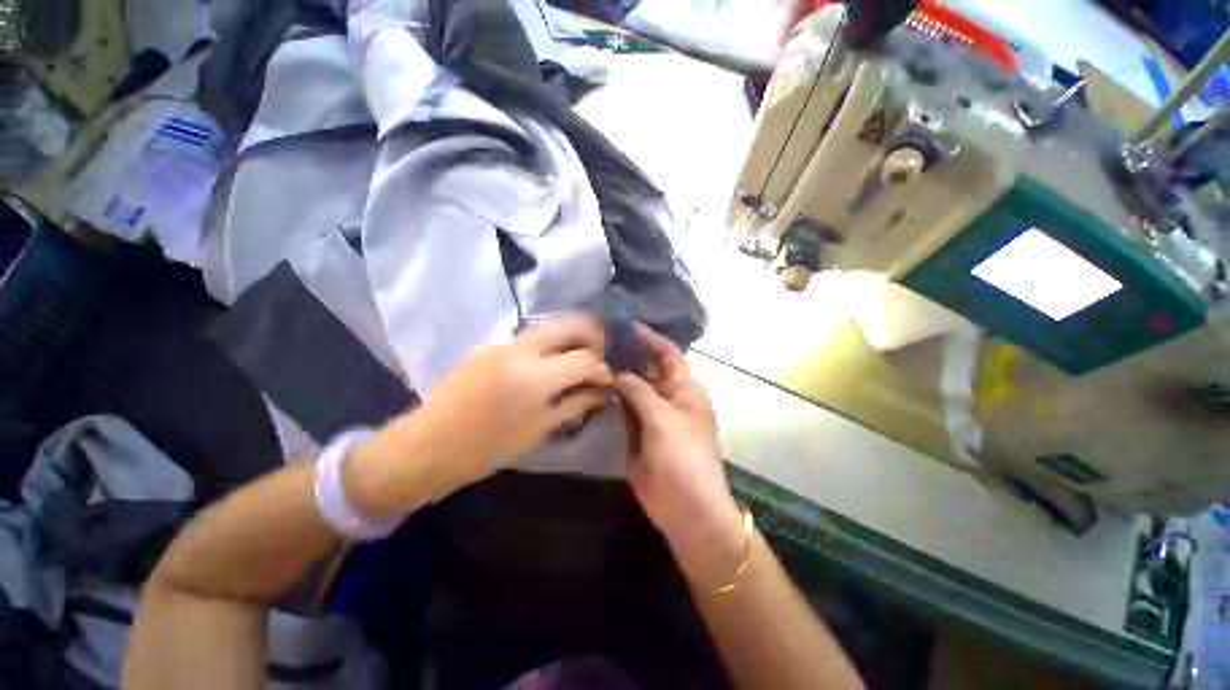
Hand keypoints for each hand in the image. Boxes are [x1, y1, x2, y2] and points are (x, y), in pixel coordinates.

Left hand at [347, 316, 611, 515]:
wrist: (430, 445)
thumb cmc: (489, 447)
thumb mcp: (540, 428)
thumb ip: (576, 403)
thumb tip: (603, 390)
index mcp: (536, 376)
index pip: (585, 358)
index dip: (604, 367)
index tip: (611, 376)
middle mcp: (521, 349)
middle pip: (569, 324)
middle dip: (593, 334)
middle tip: (604, 351)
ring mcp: (503, 343)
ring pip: (549, 325)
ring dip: (572, 333)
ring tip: (584, 352)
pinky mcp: (491, 345)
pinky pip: (530, 336)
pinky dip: (551, 342)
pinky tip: (553, 358)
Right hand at [614, 325, 743, 587]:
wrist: (686, 510)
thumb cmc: (684, 458)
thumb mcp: (664, 419)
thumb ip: (639, 391)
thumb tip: (617, 369)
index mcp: (685, 389)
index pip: (667, 354)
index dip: (649, 338)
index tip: (624, 325)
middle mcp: (669, 397)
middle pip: (648, 368)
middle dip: (628, 354)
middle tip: (599, 340)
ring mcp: (652, 415)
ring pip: (633, 388)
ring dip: (618, 375)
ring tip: (591, 357)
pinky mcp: (638, 432)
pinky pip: (624, 409)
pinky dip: (612, 397)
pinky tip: (594, 385)